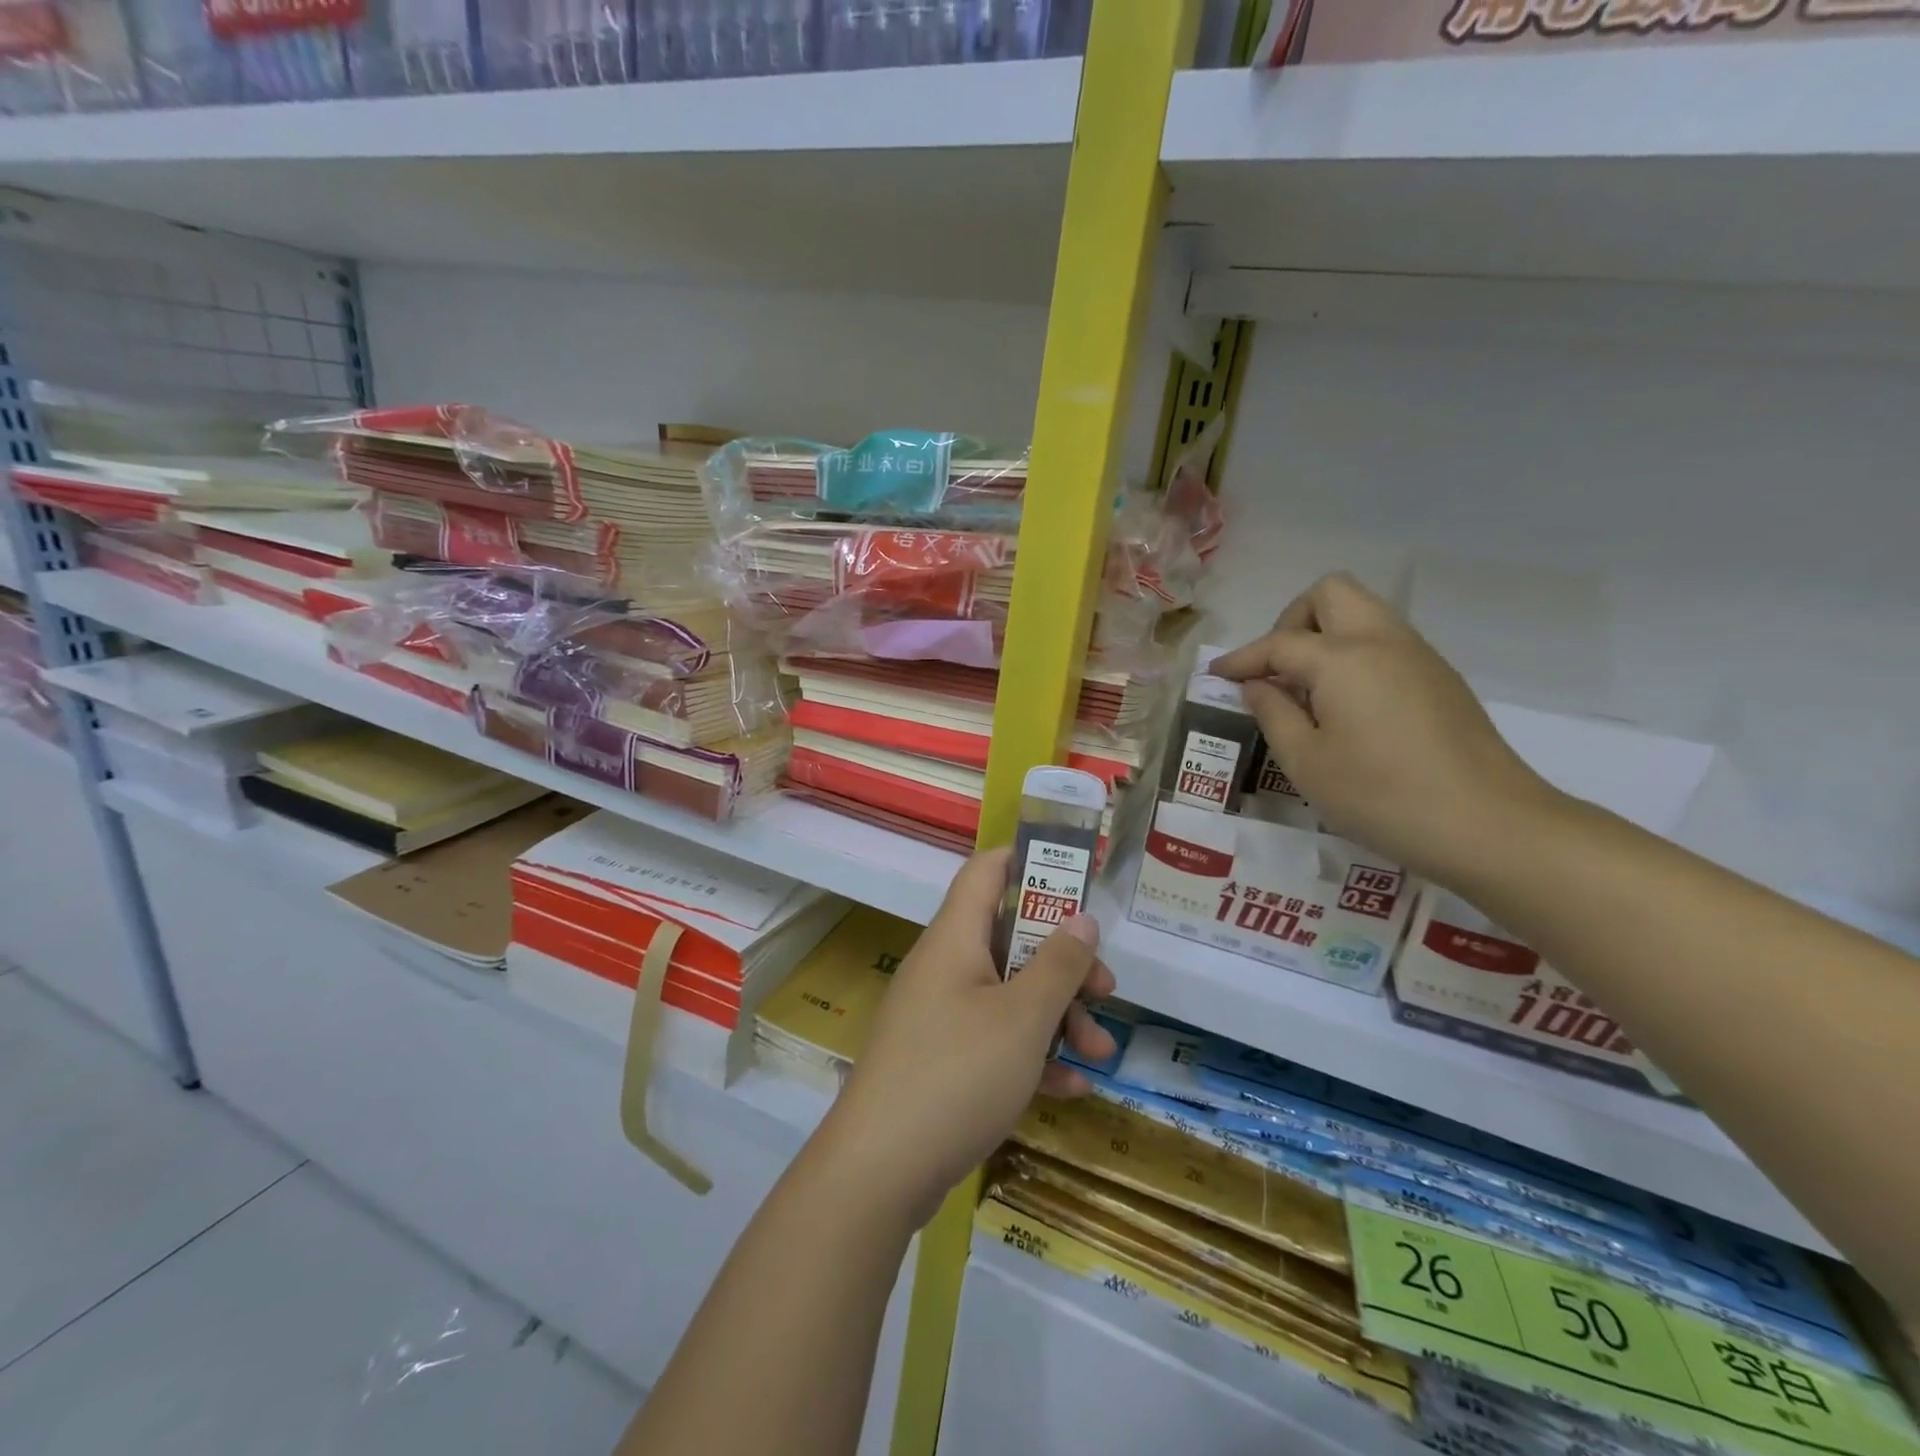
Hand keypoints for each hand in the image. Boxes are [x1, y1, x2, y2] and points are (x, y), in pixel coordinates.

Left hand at [814, 848, 1116, 1229]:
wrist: (878, 1171)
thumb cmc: (957, 1074)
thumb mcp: (1022, 1018)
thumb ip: (1058, 965)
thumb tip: (1081, 919)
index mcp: (956, 938)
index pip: (987, 871)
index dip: (1030, 861)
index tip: (1078, 878)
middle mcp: (945, 967)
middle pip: (1011, 939)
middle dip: (1063, 963)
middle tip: (1106, 990)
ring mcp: (940, 1015)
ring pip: (1009, 994)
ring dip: (1057, 1016)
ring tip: (1101, 1051)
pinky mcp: (940, 1060)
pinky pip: (994, 1040)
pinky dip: (1032, 1055)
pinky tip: (1071, 1088)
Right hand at [1211, 572, 1561, 882]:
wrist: (1489, 824)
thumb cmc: (1381, 796)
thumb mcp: (1306, 762)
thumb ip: (1273, 714)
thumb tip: (1258, 685)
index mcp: (1343, 659)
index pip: (1279, 643)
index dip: (1242, 658)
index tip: (1216, 675)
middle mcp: (1382, 641)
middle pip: (1330, 594)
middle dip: (1292, 620)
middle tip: (1277, 670)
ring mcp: (1418, 656)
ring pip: (1363, 612)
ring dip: (1325, 636)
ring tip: (1307, 691)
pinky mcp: (1440, 678)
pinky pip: (1385, 641)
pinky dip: (1354, 654)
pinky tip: (1346, 705)